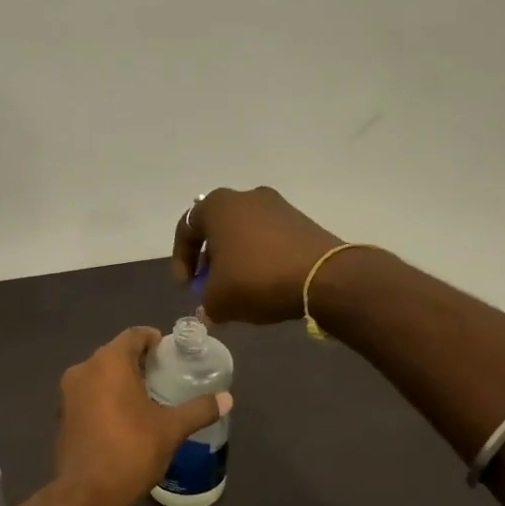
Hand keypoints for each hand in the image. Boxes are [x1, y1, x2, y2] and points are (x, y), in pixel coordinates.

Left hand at [55, 327, 232, 505]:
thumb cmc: (130, 450)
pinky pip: (88, 393)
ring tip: (148, 397)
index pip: (134, 335)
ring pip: (100, 374)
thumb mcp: (171, 429)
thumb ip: (199, 410)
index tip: (171, 353)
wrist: (86, 493)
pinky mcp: (62, 414)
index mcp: (108, 362)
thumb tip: (227, 398)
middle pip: (115, 353)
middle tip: (165, 375)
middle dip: (139, 361)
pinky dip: (105, 396)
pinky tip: (124, 417)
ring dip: (121, 380)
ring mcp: (68, 392)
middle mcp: (84, 369)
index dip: (154, 339)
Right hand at [170, 186, 344, 324]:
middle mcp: (245, 196)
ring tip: (239, 289)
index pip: (186, 230)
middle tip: (211, 286)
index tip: (187, 288)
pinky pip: (269, 239)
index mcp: (218, 206)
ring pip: (244, 234)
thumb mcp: (219, 300)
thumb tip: (210, 308)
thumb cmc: (257, 279)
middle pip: (217, 229)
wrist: (323, 277)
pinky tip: (265, 284)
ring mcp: (277, 205)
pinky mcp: (301, 220)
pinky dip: (261, 258)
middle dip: (210, 260)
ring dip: (236, 259)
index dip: (181, 261)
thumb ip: (205, 303)